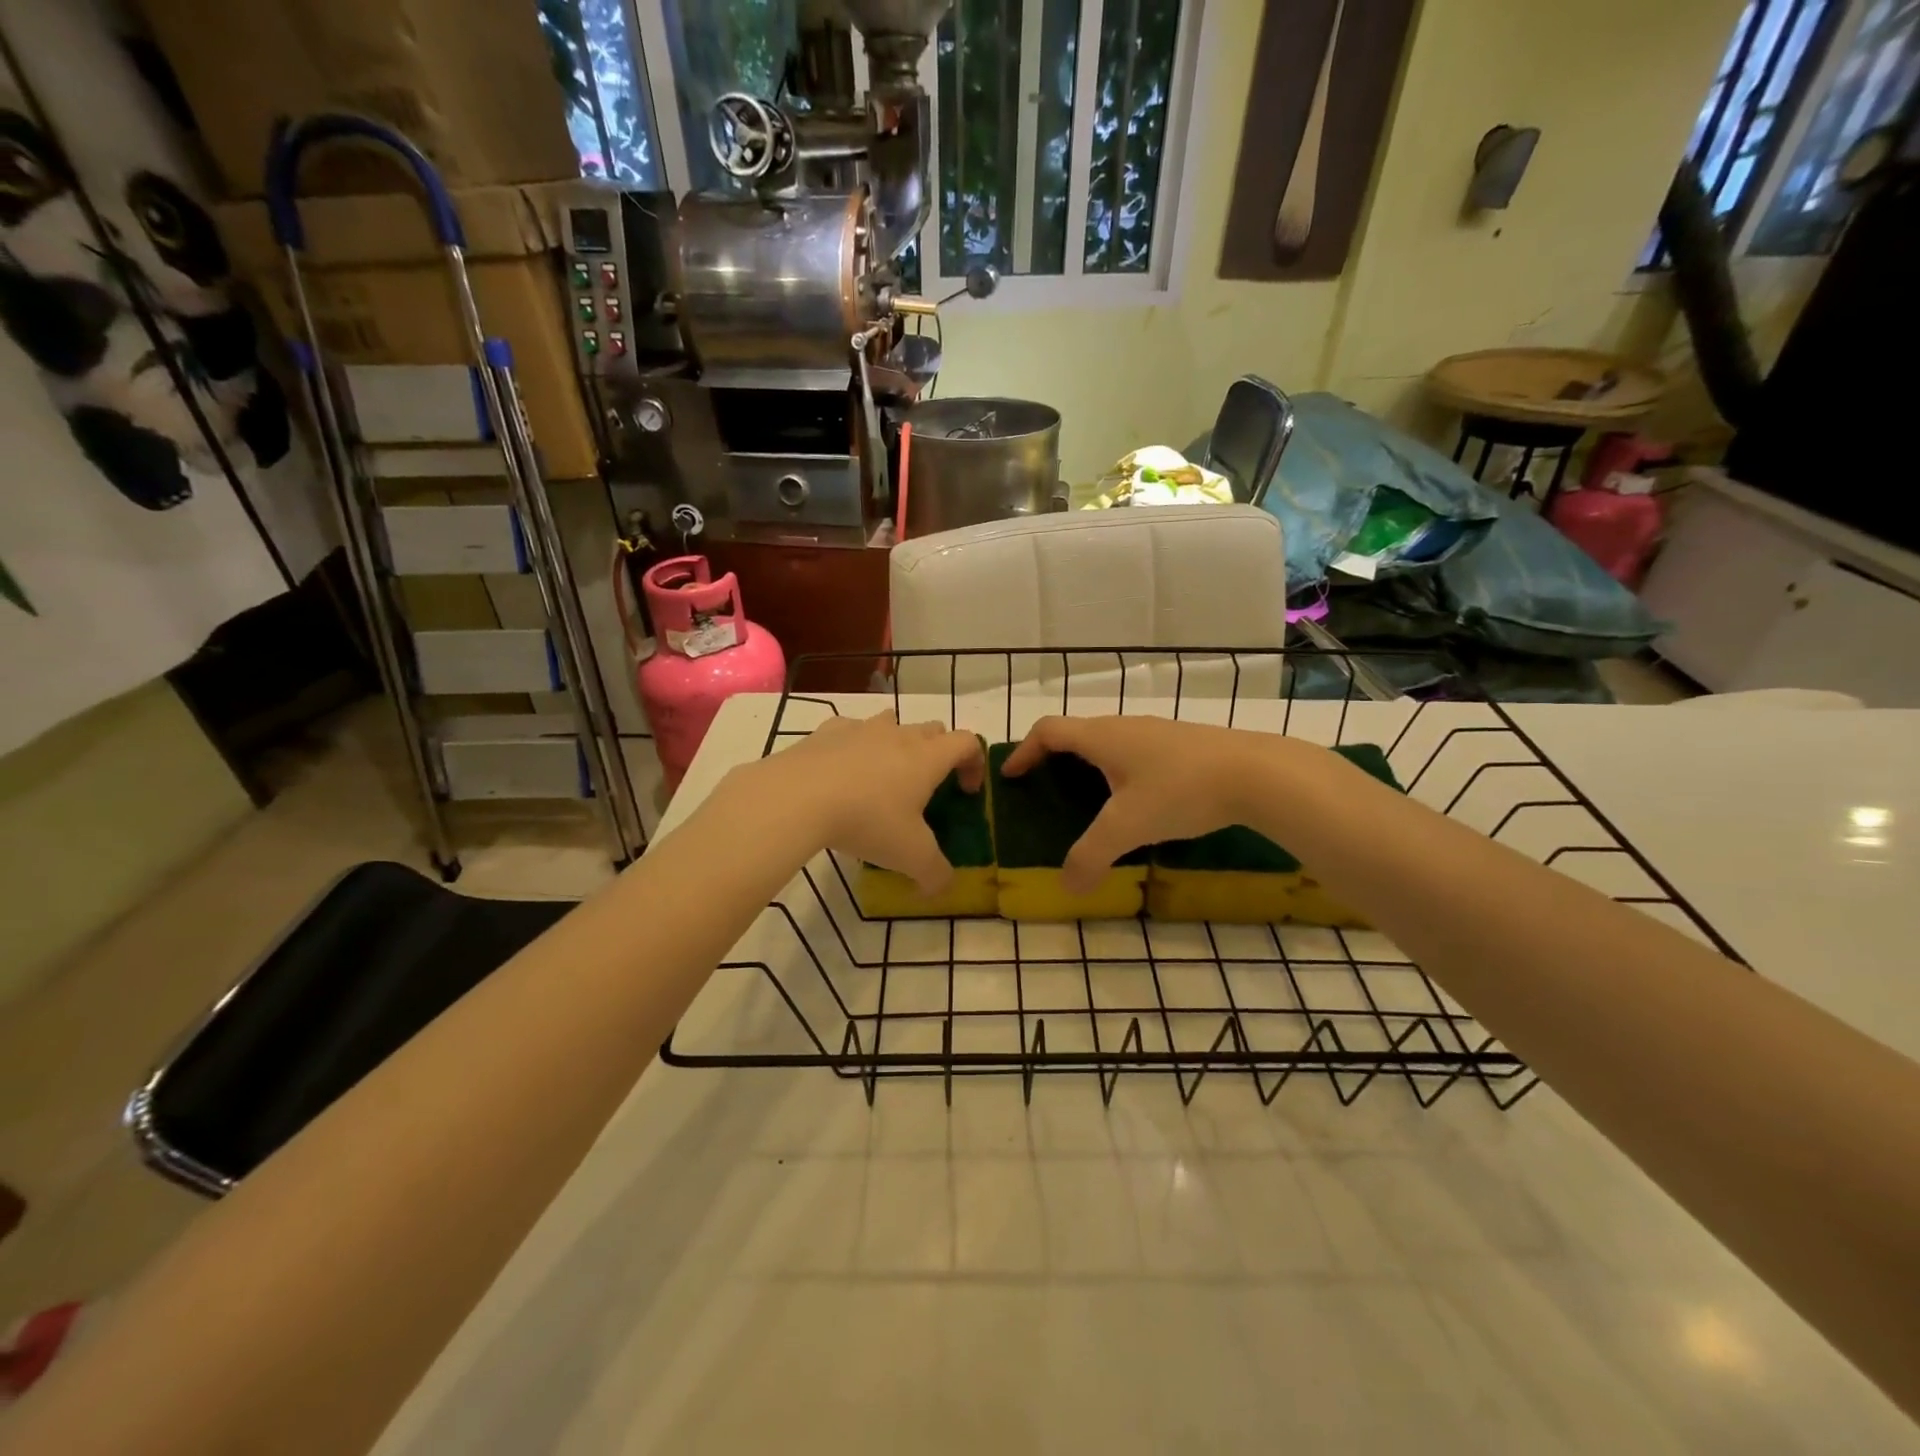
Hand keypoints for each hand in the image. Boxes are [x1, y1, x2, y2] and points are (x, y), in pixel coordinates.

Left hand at [756, 712, 984, 893]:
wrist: (797, 797)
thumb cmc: (867, 820)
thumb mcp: (910, 857)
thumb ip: (935, 874)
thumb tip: (942, 887)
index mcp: (927, 757)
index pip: (967, 742)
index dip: (974, 764)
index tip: (965, 793)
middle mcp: (899, 734)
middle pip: (933, 729)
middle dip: (939, 753)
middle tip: (927, 788)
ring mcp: (861, 728)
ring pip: (892, 722)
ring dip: (897, 743)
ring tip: (884, 777)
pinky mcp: (826, 732)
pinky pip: (850, 730)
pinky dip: (854, 746)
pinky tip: (842, 773)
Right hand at [1002, 716, 1274, 892]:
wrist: (1258, 773)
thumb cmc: (1181, 790)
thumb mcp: (1128, 827)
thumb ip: (1091, 856)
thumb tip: (1067, 886)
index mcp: (1102, 737)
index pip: (1048, 730)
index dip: (1024, 751)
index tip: (1011, 775)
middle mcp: (1125, 727)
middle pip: (1076, 734)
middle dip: (1054, 760)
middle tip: (1044, 790)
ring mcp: (1157, 733)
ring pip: (1109, 743)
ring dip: (1089, 765)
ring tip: (1087, 800)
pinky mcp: (1183, 744)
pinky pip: (1135, 753)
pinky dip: (1119, 771)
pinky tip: (1137, 803)